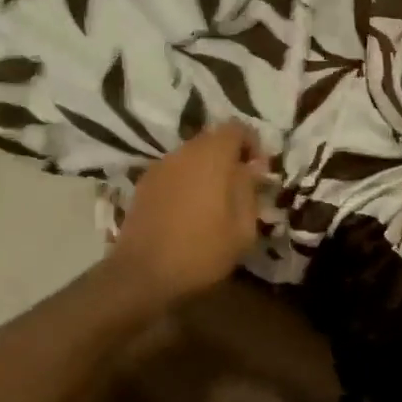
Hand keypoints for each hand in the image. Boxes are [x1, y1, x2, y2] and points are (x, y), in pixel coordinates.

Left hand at [110, 122, 266, 300]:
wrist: (142, 274)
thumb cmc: (201, 251)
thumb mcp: (242, 227)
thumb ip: (250, 189)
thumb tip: (252, 167)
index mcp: (212, 156)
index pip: (237, 127)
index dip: (252, 144)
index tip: (259, 172)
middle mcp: (184, 152)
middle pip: (212, 139)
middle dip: (230, 156)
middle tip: (240, 187)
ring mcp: (160, 166)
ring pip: (191, 155)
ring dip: (207, 169)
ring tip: (215, 201)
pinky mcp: (144, 184)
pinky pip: (174, 171)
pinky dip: (187, 180)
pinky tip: (189, 210)